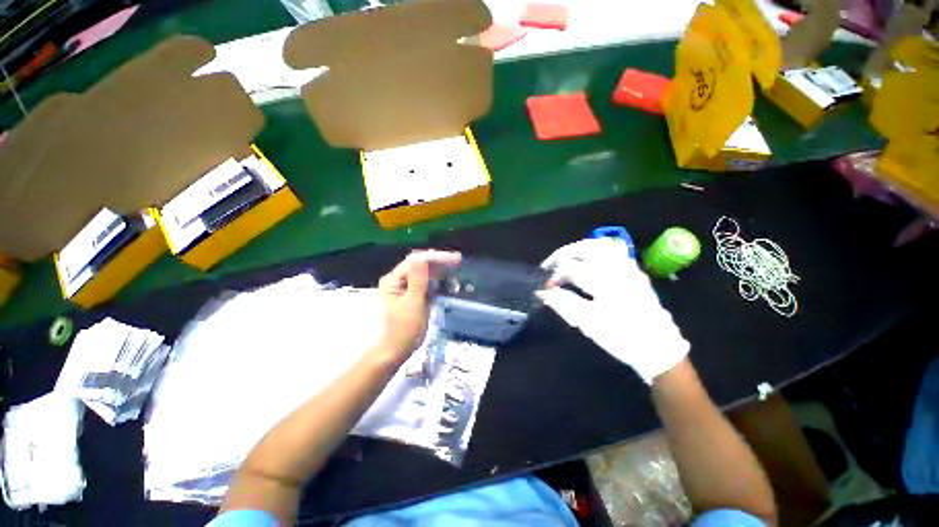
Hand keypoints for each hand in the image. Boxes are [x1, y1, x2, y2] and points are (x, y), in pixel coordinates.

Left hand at [376, 250, 461, 361]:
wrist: (395, 350)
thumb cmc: (403, 329)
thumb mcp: (412, 303)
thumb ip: (418, 280)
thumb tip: (422, 258)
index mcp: (393, 279)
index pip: (416, 261)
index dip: (436, 258)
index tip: (454, 259)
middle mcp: (398, 279)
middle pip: (420, 263)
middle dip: (439, 261)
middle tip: (458, 260)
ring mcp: (405, 286)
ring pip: (424, 272)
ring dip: (439, 269)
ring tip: (455, 266)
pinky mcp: (412, 294)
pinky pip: (425, 282)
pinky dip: (437, 279)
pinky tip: (447, 277)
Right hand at [538, 237, 688, 383]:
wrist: (658, 348)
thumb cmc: (622, 337)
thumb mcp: (588, 323)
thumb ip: (563, 304)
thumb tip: (543, 293)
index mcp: (604, 282)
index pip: (571, 268)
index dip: (553, 277)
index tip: (546, 288)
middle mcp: (617, 269)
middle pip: (586, 247)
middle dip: (563, 254)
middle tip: (551, 265)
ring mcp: (628, 268)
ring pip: (601, 245)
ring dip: (579, 249)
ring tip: (567, 260)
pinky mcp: (634, 272)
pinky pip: (614, 251)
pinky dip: (596, 252)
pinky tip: (588, 263)